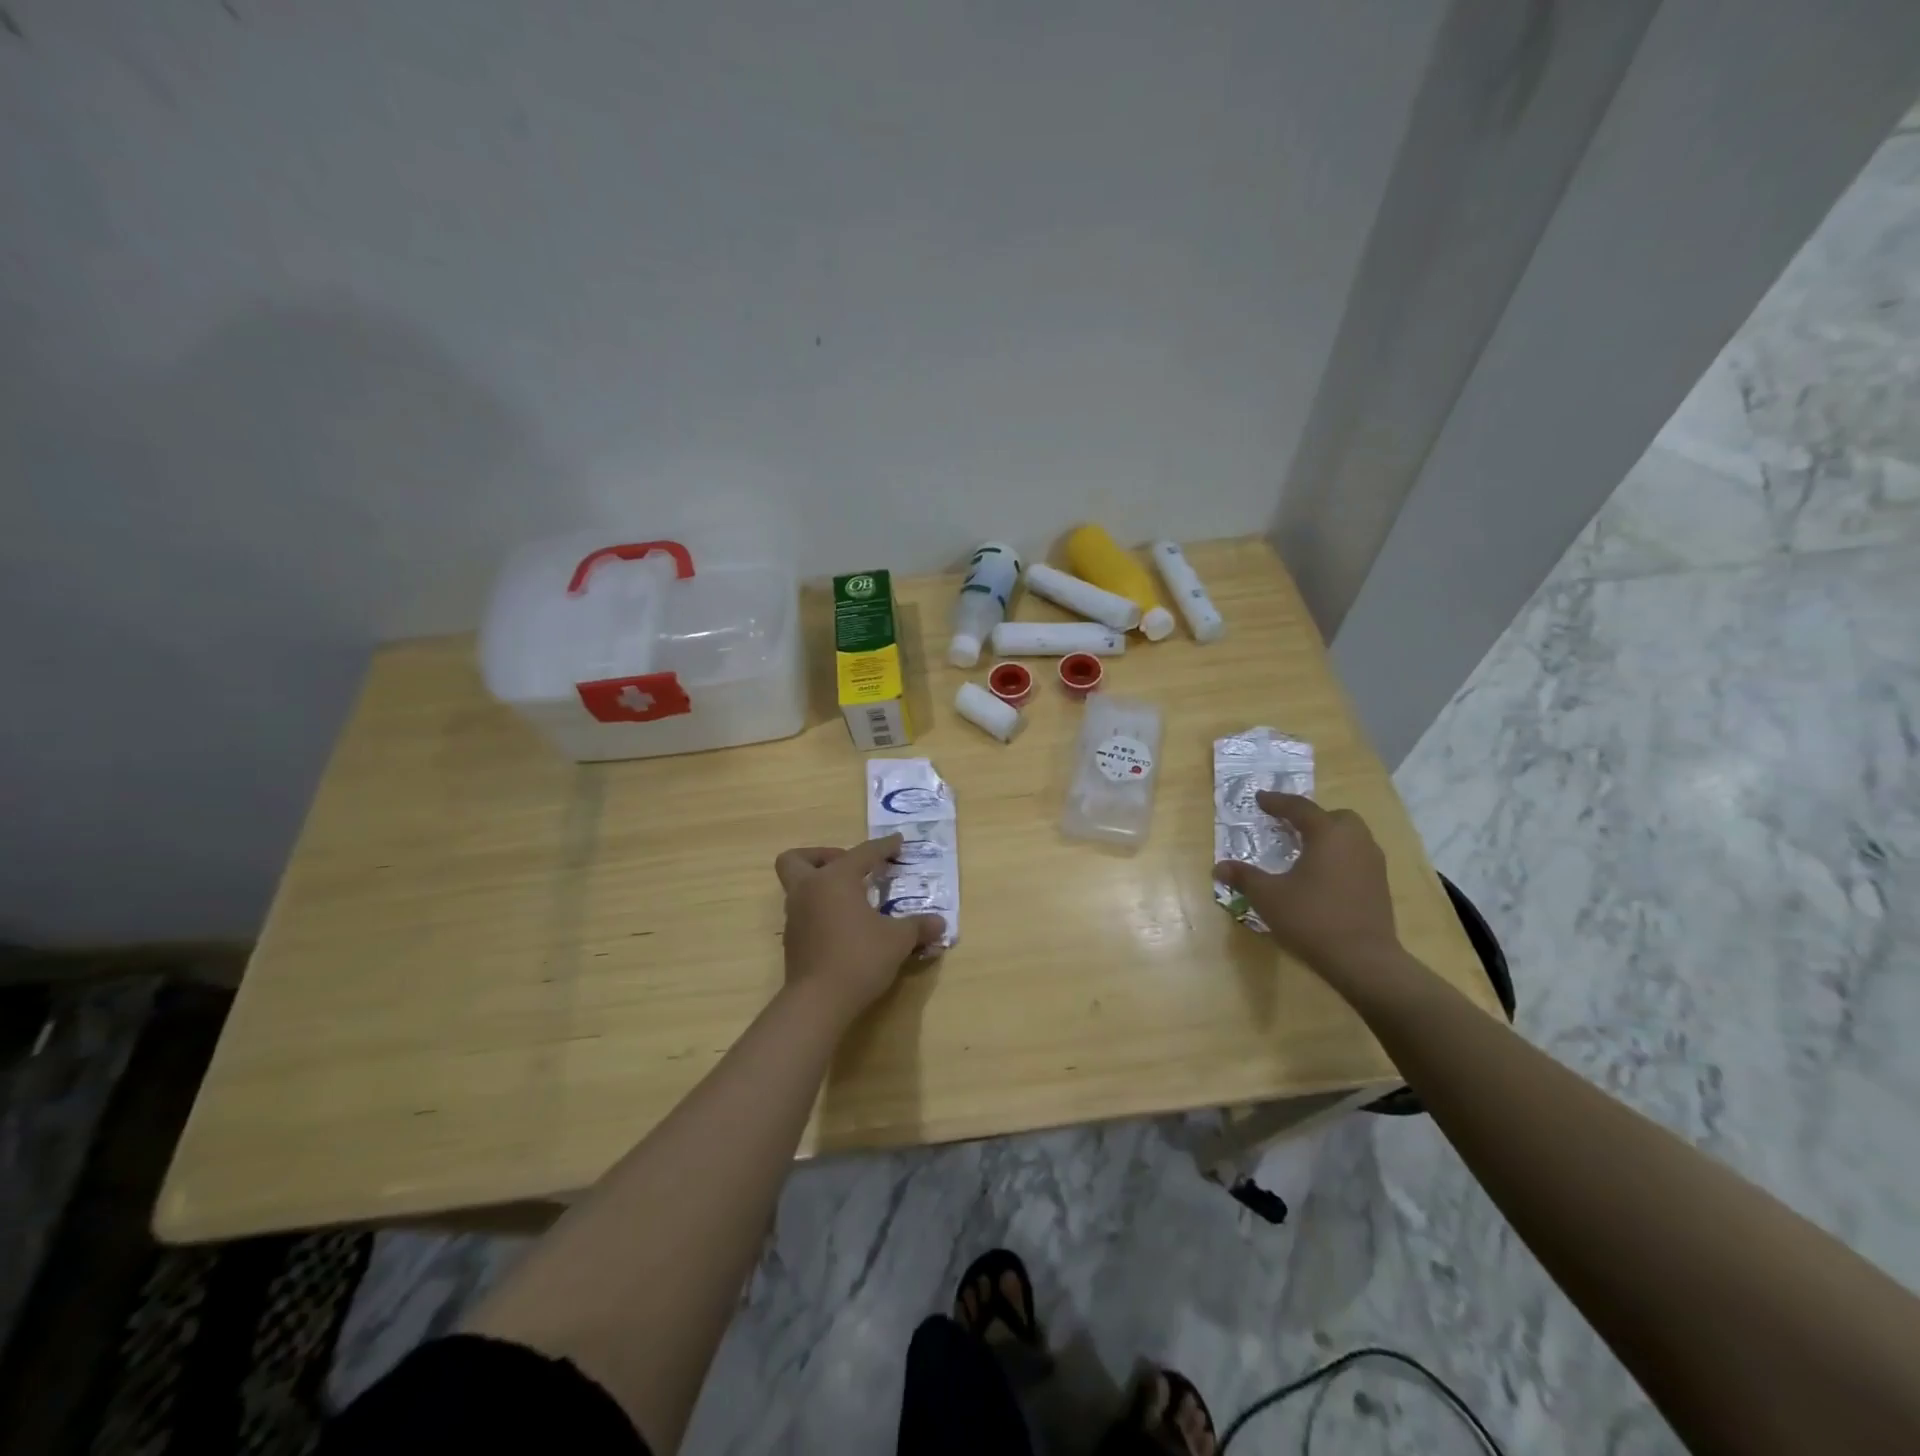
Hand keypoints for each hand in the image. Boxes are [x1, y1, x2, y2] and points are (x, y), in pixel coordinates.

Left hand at [774, 836, 945, 1017]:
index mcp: (835, 879)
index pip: (863, 853)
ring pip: (798, 887)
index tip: (898, 842)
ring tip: (853, 900)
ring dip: (821, 885)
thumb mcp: (898, 940)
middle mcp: (809, 890)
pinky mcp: (792, 940)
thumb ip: (918, 927)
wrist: (818, 1002)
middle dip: (821, 856)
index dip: (884, 846)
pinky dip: (820, 910)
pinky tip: (844, 926)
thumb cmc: (860, 958)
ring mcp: (795, 916)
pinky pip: (804, 912)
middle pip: (797, 859)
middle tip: (850, 868)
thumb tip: (940, 923)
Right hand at [1213, 792, 1401, 981]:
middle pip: (1335, 817)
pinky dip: (1339, 856)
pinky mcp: (1380, 886)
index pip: (1299, 808)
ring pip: (1350, 837)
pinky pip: (1357, 857)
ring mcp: (1373, 863)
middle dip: (1312, 817)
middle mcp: (1355, 841)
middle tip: (1289, 826)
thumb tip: (1219, 867)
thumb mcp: (1268, 896)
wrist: (1364, 959)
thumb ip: (1244, 877)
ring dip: (1328, 837)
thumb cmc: (1312, 918)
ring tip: (1305, 850)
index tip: (1260, 798)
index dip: (1277, 802)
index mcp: (1328, 834)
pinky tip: (1323, 875)